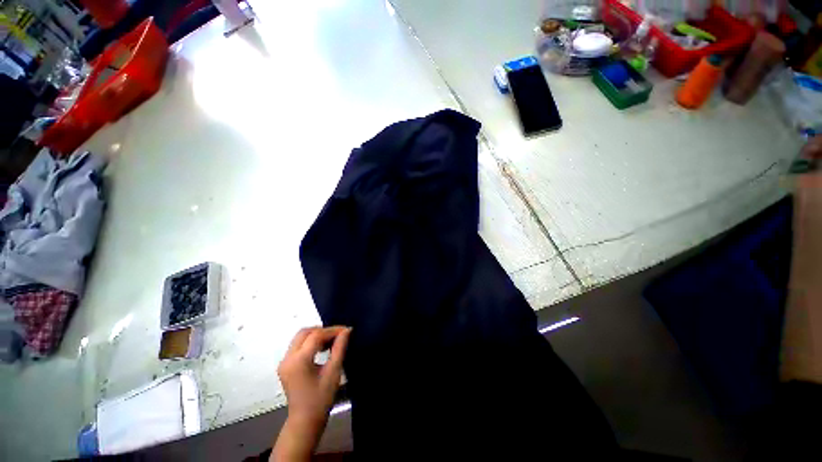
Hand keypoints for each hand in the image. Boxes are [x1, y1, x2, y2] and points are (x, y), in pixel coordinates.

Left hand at [272, 326, 350, 460]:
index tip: (347, 331)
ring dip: (316, 335)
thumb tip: (346, 331)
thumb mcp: (333, 372)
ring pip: (300, 337)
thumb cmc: (321, 399)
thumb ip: (339, 348)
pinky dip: (311, 342)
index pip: (316, 335)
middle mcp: (287, 358)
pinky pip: (298, 345)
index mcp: (299, 361)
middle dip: (323, 330)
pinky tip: (322, 348)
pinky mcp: (285, 365)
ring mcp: (284, 362)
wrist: (305, 421)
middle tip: (339, 335)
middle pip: (305, 332)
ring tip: (332, 341)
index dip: (333, 330)